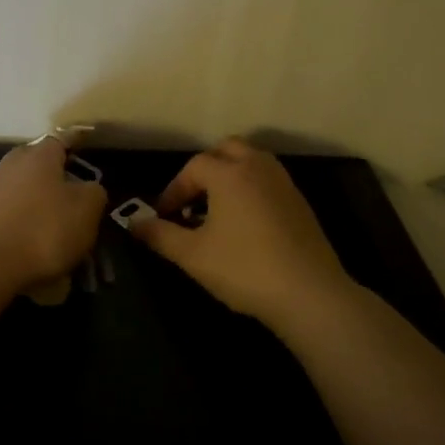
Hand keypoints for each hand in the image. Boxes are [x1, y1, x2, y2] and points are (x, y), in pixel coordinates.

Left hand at [0, 137, 105, 288]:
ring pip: (20, 188)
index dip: (76, 142)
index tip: (86, 146)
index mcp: (38, 155)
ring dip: (35, 200)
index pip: (61, 139)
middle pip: (37, 163)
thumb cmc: (43, 230)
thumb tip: (87, 188)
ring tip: (51, 224)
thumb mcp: (87, 211)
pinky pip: (6, 212)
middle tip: (71, 194)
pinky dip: (19, 221)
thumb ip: (93, 192)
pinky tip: (29, 242)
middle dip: (54, 175)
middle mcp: (9, 164)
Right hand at [130, 138, 355, 335]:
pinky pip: (268, 181)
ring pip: (252, 161)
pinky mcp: (300, 203)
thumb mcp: (192, 255)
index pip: (193, 167)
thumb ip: (160, 235)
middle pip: (227, 149)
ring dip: (230, 176)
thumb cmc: (244, 269)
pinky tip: (244, 224)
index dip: (174, 189)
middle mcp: (258, 168)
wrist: (310, 294)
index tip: (164, 215)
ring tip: (216, 209)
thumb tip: (134, 223)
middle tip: (191, 200)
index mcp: (230, 174)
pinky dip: (251, 189)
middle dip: (205, 169)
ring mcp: (284, 184)